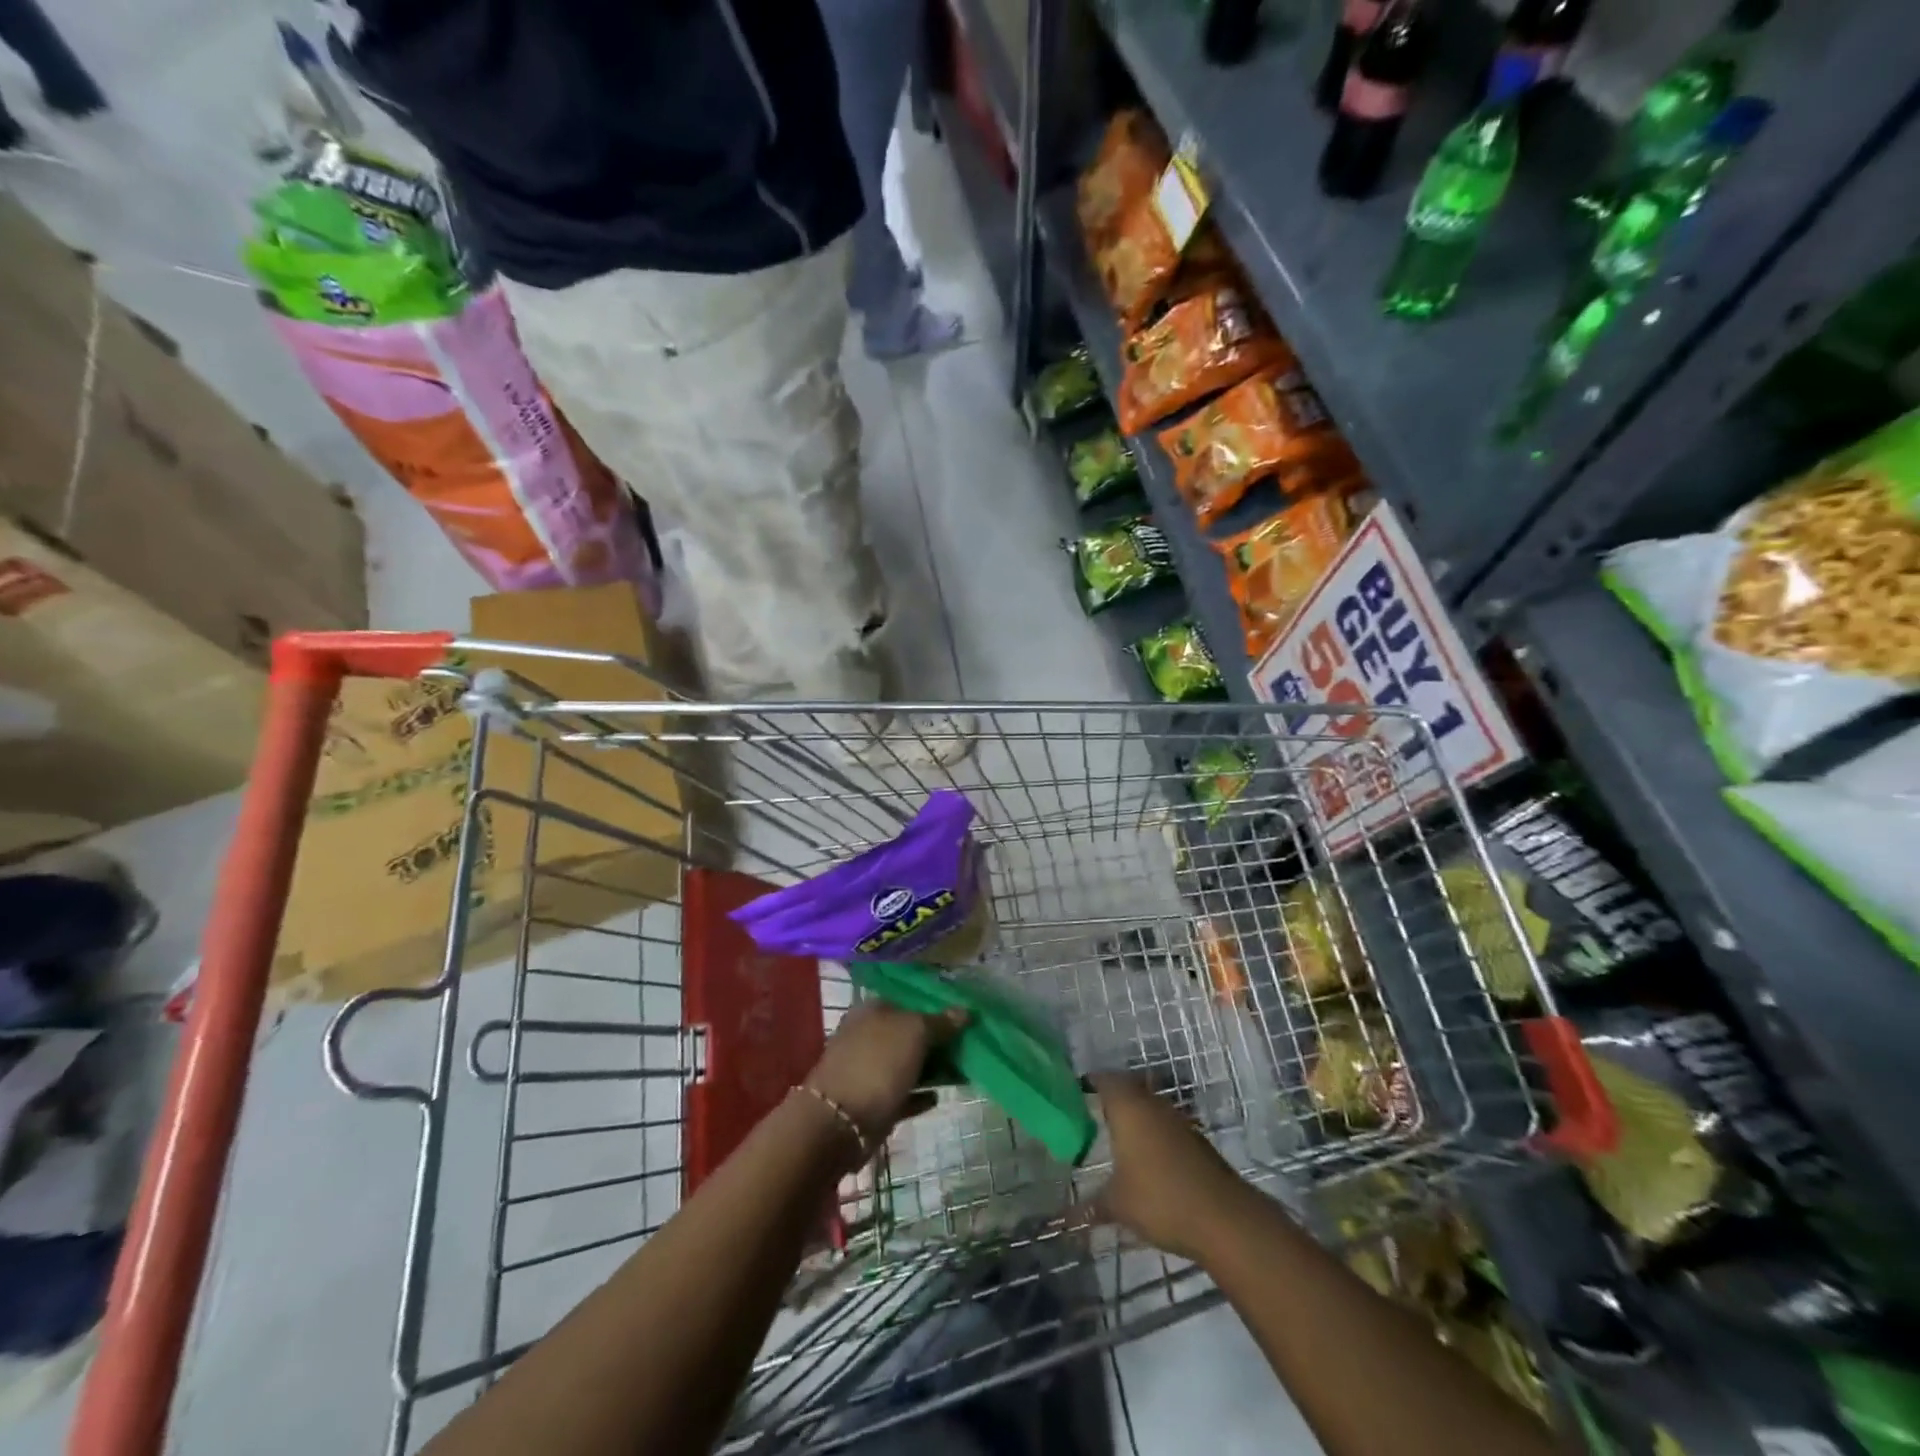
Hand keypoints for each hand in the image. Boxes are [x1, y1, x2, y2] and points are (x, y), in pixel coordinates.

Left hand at [805, 1002, 967, 1147]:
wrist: (840, 1123)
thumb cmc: (878, 1063)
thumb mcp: (915, 1032)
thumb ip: (940, 1022)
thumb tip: (965, 1010)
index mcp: (873, 1010)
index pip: (909, 1000)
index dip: (936, 1006)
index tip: (963, 1016)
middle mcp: (868, 1035)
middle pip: (909, 1033)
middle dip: (937, 1039)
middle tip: (968, 1045)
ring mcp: (869, 1070)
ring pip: (907, 1063)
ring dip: (932, 1068)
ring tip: (962, 1071)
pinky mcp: (873, 1102)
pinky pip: (903, 1093)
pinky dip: (919, 1094)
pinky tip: (938, 1096)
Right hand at [1089, 1074, 1248, 1263]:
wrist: (1223, 1218)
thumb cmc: (1159, 1198)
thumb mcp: (1117, 1205)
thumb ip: (1090, 1205)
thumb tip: (1066, 1218)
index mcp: (1128, 1106)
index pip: (1104, 1079)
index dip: (1089, 1083)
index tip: (1074, 1093)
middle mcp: (1152, 1104)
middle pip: (1128, 1088)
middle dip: (1111, 1098)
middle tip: (1092, 1115)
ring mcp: (1177, 1120)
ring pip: (1149, 1106)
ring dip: (1135, 1116)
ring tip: (1116, 1137)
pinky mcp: (1195, 1139)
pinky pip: (1165, 1125)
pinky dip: (1153, 1134)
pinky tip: (1145, 1159)